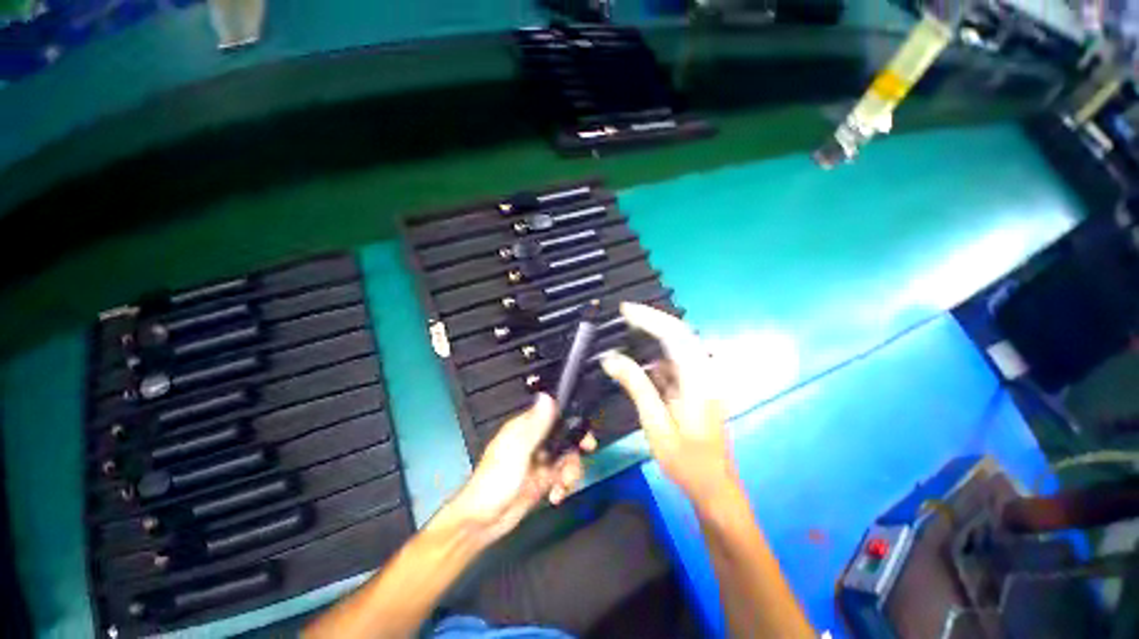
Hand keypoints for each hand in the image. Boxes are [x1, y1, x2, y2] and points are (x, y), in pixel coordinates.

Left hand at [444, 394, 595, 544]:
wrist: (482, 522)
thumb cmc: (496, 481)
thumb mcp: (517, 449)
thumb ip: (536, 424)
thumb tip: (547, 396)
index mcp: (526, 429)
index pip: (555, 417)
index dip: (572, 424)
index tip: (586, 438)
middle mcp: (535, 442)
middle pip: (565, 439)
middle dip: (575, 452)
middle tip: (581, 463)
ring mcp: (539, 462)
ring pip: (566, 459)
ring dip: (570, 472)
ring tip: (562, 486)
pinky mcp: (542, 481)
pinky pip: (561, 477)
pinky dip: (563, 486)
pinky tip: (556, 496)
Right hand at [601, 303, 735, 505]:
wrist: (713, 484)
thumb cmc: (685, 460)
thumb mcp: (655, 424)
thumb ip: (636, 386)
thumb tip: (611, 359)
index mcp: (698, 381)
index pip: (675, 336)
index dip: (649, 319)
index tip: (625, 310)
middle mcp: (706, 372)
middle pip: (681, 332)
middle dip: (653, 318)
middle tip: (625, 313)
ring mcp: (704, 378)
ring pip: (680, 343)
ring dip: (656, 333)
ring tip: (630, 327)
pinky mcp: (698, 384)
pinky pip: (677, 360)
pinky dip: (659, 352)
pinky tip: (643, 356)